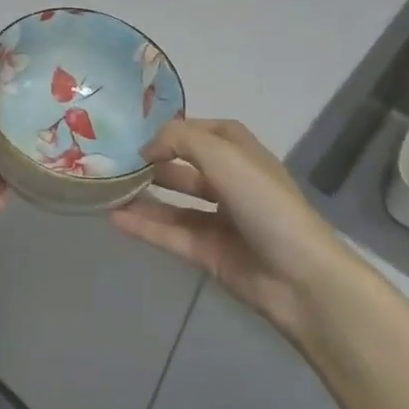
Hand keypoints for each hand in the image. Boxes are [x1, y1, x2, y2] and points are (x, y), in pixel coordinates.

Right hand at [112, 118, 358, 340]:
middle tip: (115, 163)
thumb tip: (147, 148)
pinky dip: (145, 226)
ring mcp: (221, 220)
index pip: (206, 132)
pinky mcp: (210, 253)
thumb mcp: (223, 155)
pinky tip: (115, 219)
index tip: (141, 136)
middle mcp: (232, 183)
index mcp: (242, 154)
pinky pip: (171, 234)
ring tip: (108, 190)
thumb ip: (180, 139)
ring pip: (175, 203)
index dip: (176, 131)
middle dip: (155, 163)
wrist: (299, 277)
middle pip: (187, 167)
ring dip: (145, 195)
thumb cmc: (264, 203)